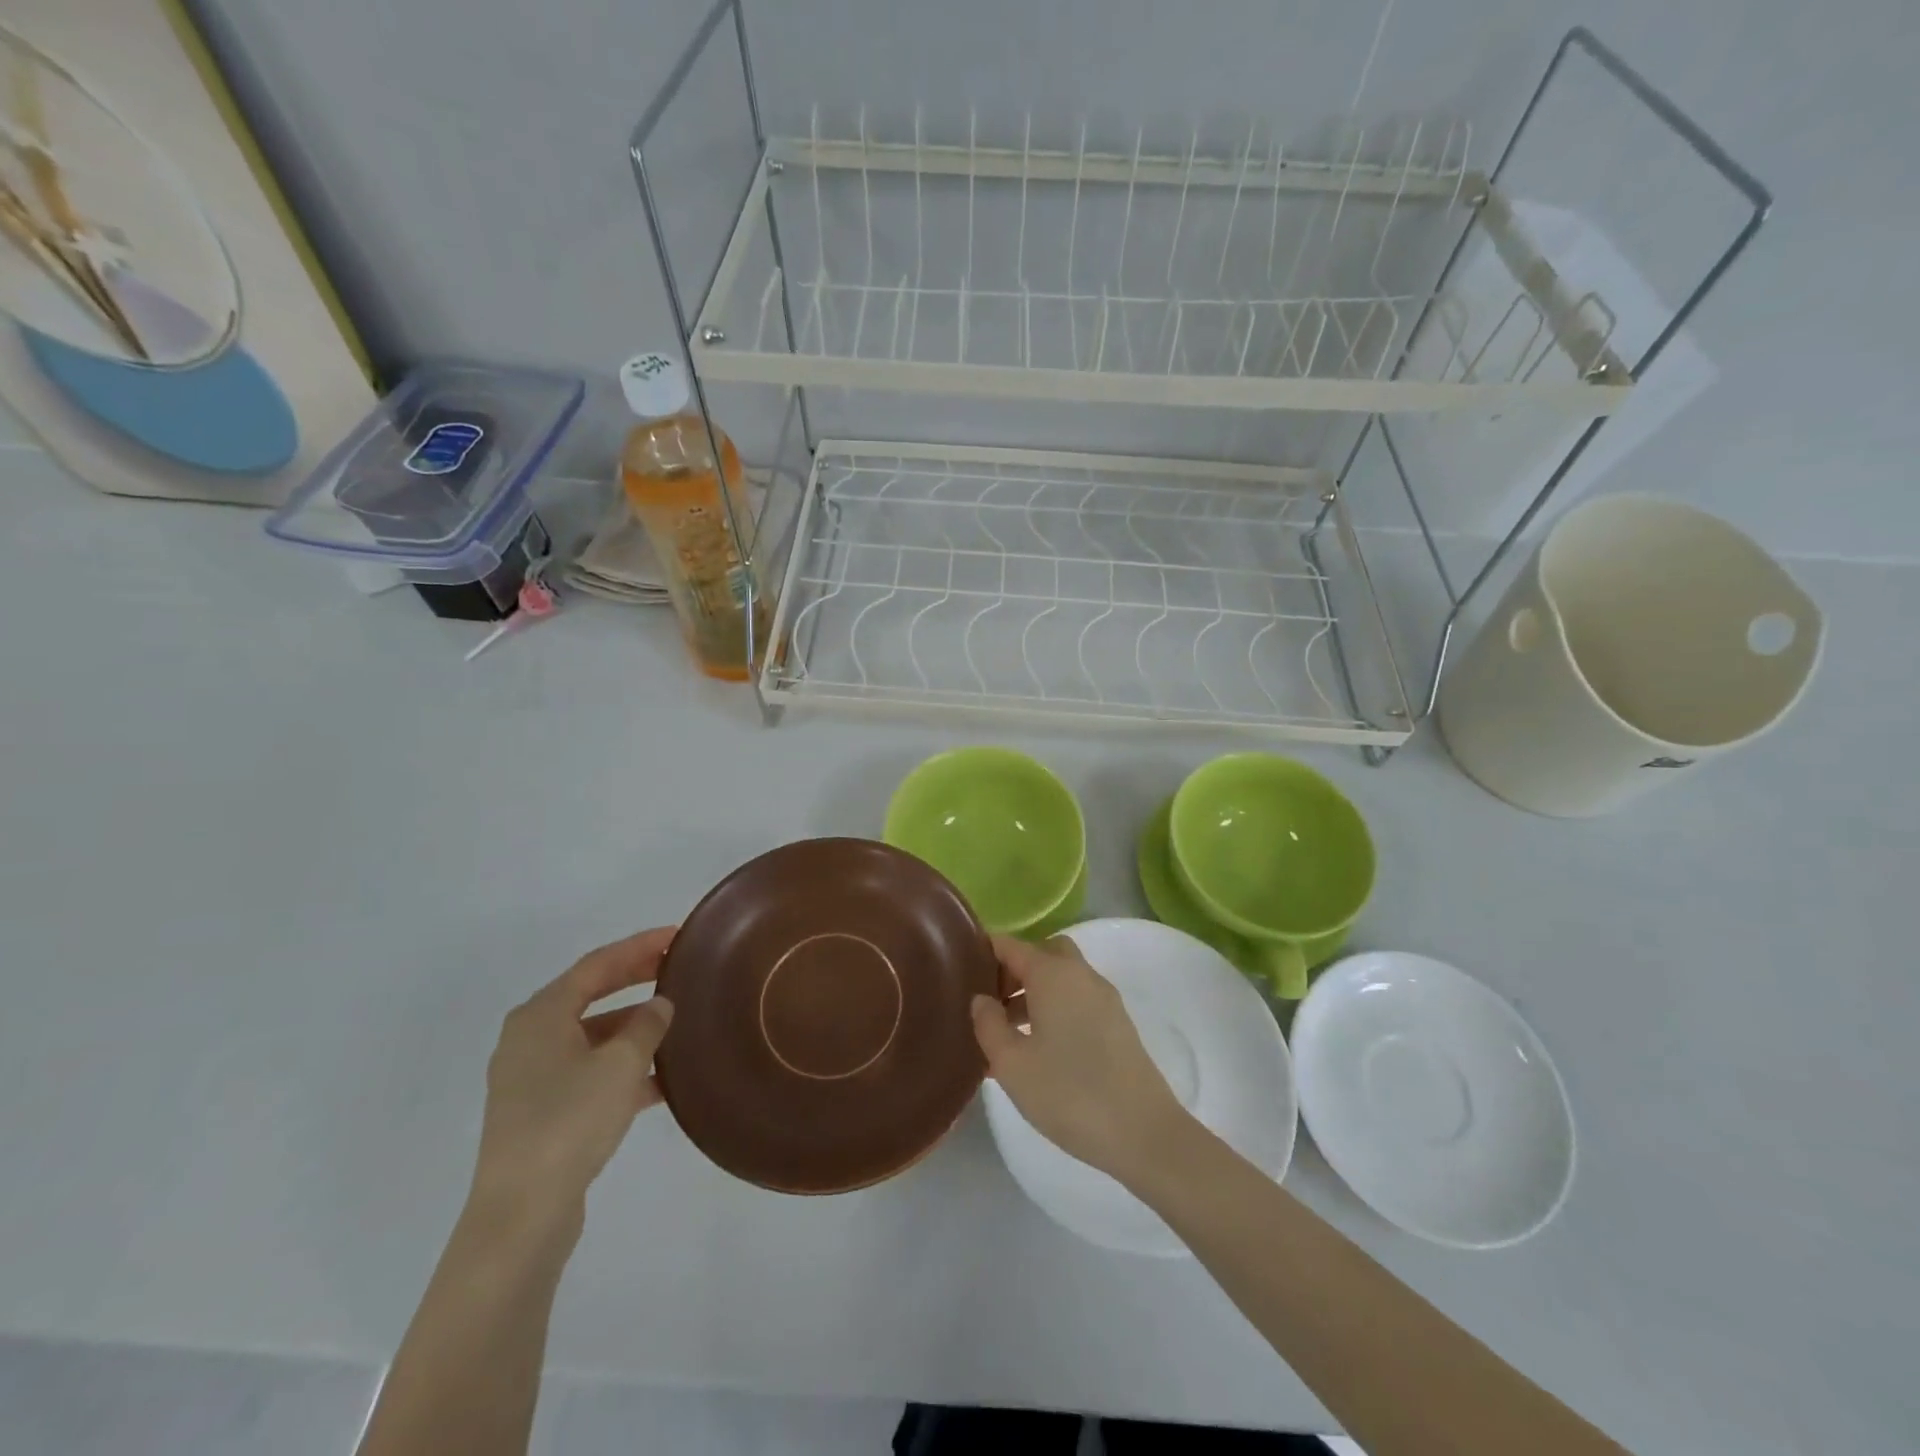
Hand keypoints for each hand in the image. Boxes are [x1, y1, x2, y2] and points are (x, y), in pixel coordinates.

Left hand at [469, 927, 676, 1233]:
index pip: (597, 964)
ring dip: (632, 1028)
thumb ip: (647, 1026)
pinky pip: (589, 1072)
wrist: (521, 1214)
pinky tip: (661, 1079)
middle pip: (591, 995)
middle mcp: (529, 1038)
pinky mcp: (540, 1113)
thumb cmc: (570, 1121)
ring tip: (677, 1022)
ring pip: (592, 1037)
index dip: (639, 947)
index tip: (676, 935)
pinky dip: (622, 1068)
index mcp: (541, 1015)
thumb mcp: (622, 1064)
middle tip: (678, 967)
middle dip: (635, 980)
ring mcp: (531, 1078)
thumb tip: (660, 1004)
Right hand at [970, 934, 1192, 1186]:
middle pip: (1043, 953)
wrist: (1144, 1133)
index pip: (1011, 945)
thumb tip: (981, 999)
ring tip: (1008, 1032)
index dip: (984, 952)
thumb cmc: (1069, 1094)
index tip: (961, 972)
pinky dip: (1056, 1008)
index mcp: (1053, 974)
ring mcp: (1105, 999)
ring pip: (1062, 977)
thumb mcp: (1012, 1065)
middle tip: (992, 1002)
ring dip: (1035, 991)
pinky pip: (1078, 999)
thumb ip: (988, 1025)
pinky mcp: (1118, 1024)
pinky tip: (1040, 1049)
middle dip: (1015, 969)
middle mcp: (1081, 975)